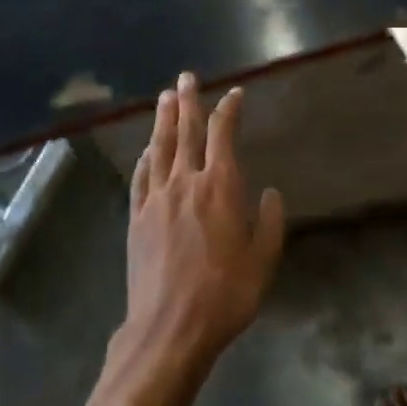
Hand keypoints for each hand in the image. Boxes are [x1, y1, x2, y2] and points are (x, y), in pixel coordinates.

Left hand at [125, 72, 285, 369]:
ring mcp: (156, 199)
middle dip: (188, 102)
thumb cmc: (225, 294)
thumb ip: (269, 222)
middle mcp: (186, 183)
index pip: (224, 135)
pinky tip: (147, 150)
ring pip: (160, 149)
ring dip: (163, 120)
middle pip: (186, 132)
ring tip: (164, 97)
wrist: (170, 328)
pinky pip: (141, 178)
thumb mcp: (263, 260)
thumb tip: (269, 192)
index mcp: (220, 187)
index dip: (229, 110)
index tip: (235, 94)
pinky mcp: (137, 218)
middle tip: (186, 77)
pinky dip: (145, 159)